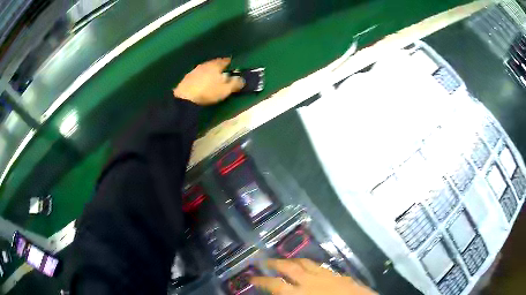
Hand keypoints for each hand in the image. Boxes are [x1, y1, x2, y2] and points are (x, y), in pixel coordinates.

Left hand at [173, 58, 244, 104]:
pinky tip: (203, 83)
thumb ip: (235, 83)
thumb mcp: (225, 89)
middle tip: (224, 72)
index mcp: (216, 65)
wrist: (185, 97)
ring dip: (210, 72)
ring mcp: (195, 70)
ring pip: (206, 69)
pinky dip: (202, 77)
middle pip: (215, 64)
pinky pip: (198, 75)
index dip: (231, 63)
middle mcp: (205, 64)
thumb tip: (242, 79)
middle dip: (220, 67)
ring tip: (213, 78)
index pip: (226, 60)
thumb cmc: (208, 92)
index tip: (234, 66)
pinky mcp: (187, 77)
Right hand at [251, 259, 376, 294]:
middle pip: (289, 268)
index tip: (251, 278)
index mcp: (301, 293)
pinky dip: (310, 264)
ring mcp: (326, 276)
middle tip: (264, 261)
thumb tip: (280, 292)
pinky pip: (320, 266)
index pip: (276, 285)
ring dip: (292, 260)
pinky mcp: (338, 275)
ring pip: (305, 263)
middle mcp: (311, 281)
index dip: (261, 281)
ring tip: (284, 260)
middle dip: (275, 263)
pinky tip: (309, 266)